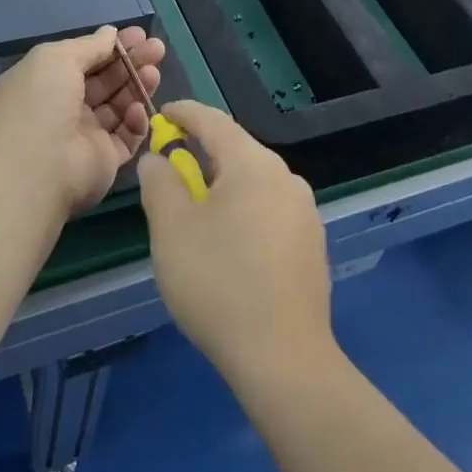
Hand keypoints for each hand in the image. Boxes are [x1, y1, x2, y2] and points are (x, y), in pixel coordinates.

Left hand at [0, 25, 164, 212]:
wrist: (37, 165)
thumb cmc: (40, 101)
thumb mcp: (57, 58)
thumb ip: (89, 45)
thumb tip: (110, 33)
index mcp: (44, 83)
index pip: (83, 60)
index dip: (110, 46)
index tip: (139, 34)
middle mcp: (63, 108)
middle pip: (105, 81)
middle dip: (131, 62)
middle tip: (157, 49)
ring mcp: (84, 136)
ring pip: (119, 106)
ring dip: (137, 86)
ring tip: (154, 73)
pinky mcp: (104, 160)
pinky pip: (126, 136)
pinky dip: (135, 121)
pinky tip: (139, 109)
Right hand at [137, 101, 334, 388]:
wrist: (283, 359)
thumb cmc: (218, 282)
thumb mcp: (171, 227)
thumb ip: (159, 181)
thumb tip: (159, 158)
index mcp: (253, 163)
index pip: (213, 120)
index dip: (183, 113)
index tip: (162, 114)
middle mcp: (286, 178)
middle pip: (236, 151)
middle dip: (201, 155)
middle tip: (170, 173)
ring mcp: (305, 212)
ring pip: (253, 184)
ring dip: (222, 187)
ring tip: (195, 215)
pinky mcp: (312, 245)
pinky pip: (269, 212)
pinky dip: (243, 213)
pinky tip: (229, 247)